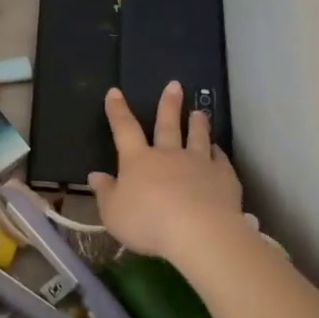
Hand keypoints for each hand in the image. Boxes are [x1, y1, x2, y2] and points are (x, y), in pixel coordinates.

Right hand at [87, 82, 242, 263]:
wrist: (198, 232)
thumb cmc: (147, 222)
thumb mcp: (114, 213)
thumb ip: (105, 193)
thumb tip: (95, 175)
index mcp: (138, 160)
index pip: (125, 129)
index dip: (118, 111)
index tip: (115, 92)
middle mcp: (169, 155)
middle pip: (168, 125)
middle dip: (169, 105)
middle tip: (175, 85)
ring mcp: (199, 163)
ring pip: (197, 137)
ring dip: (198, 123)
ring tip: (199, 112)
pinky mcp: (223, 177)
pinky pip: (220, 160)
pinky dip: (219, 153)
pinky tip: (219, 150)